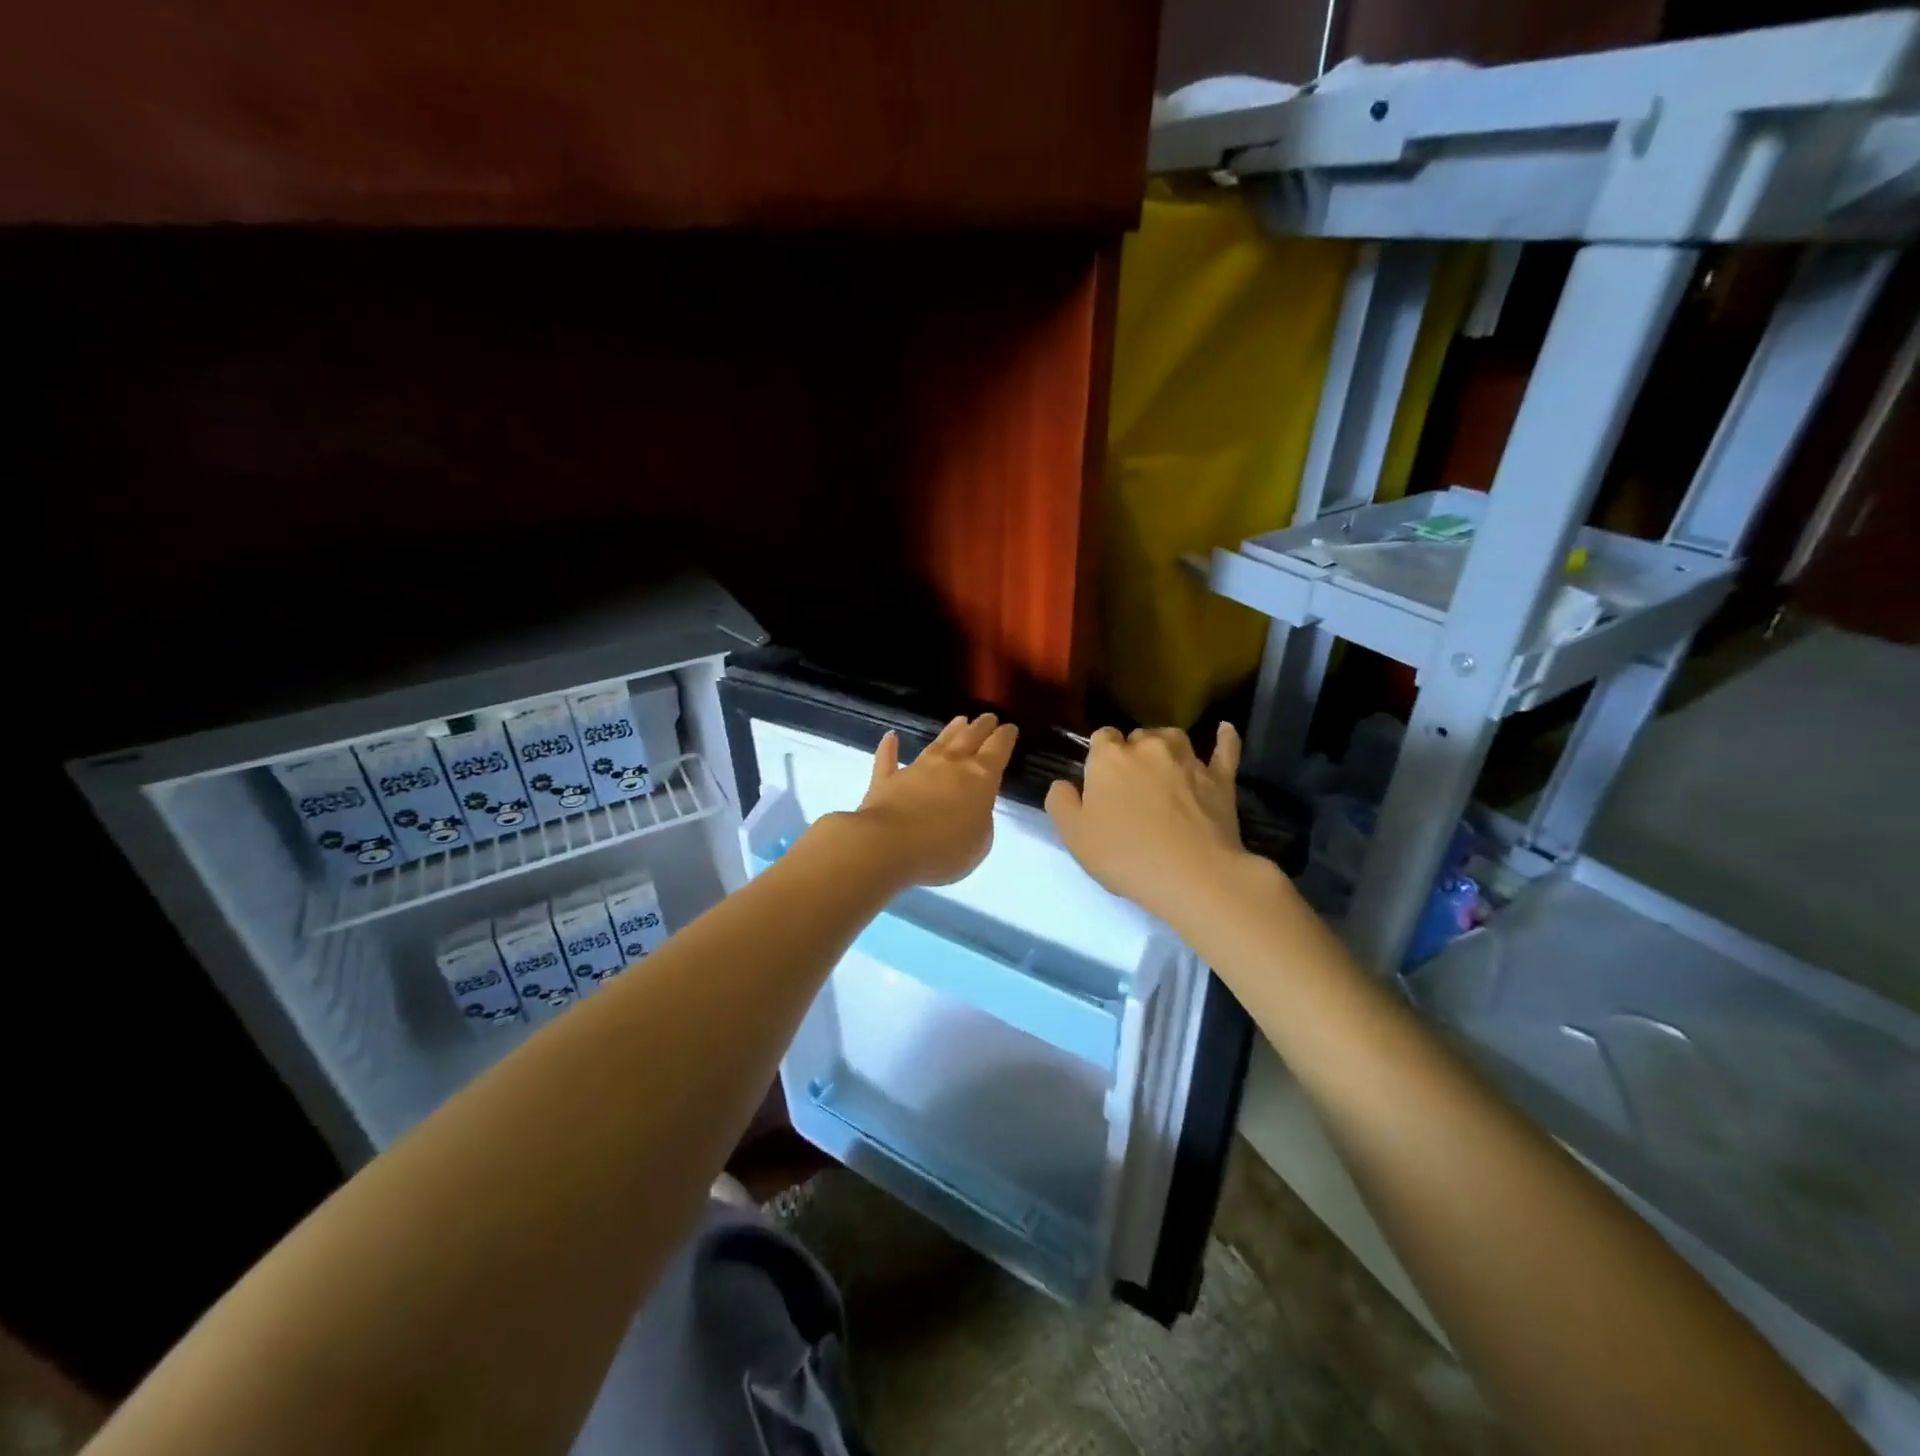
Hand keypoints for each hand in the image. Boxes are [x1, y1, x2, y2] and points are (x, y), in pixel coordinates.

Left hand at [852, 714, 1017, 885]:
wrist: (889, 845)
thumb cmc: (944, 849)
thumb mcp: (980, 842)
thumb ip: (981, 819)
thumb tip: (973, 807)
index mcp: (980, 778)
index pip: (997, 750)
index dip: (1005, 737)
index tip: (1010, 727)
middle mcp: (950, 765)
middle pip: (969, 739)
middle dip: (981, 727)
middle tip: (988, 716)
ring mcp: (917, 769)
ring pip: (937, 744)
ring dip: (950, 731)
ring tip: (960, 720)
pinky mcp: (887, 780)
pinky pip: (888, 759)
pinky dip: (889, 748)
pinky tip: (891, 736)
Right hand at [1045, 724, 1250, 922]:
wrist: (1192, 875)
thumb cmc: (1124, 855)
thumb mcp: (1074, 835)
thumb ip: (1061, 802)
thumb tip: (1063, 784)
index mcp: (1109, 757)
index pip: (1101, 738)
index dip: (1099, 758)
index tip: (1101, 784)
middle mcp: (1149, 746)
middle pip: (1137, 737)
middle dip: (1132, 755)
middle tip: (1131, 789)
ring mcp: (1188, 759)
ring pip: (1173, 738)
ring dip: (1165, 748)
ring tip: (1162, 771)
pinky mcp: (1220, 778)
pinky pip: (1224, 749)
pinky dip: (1224, 738)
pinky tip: (1225, 729)